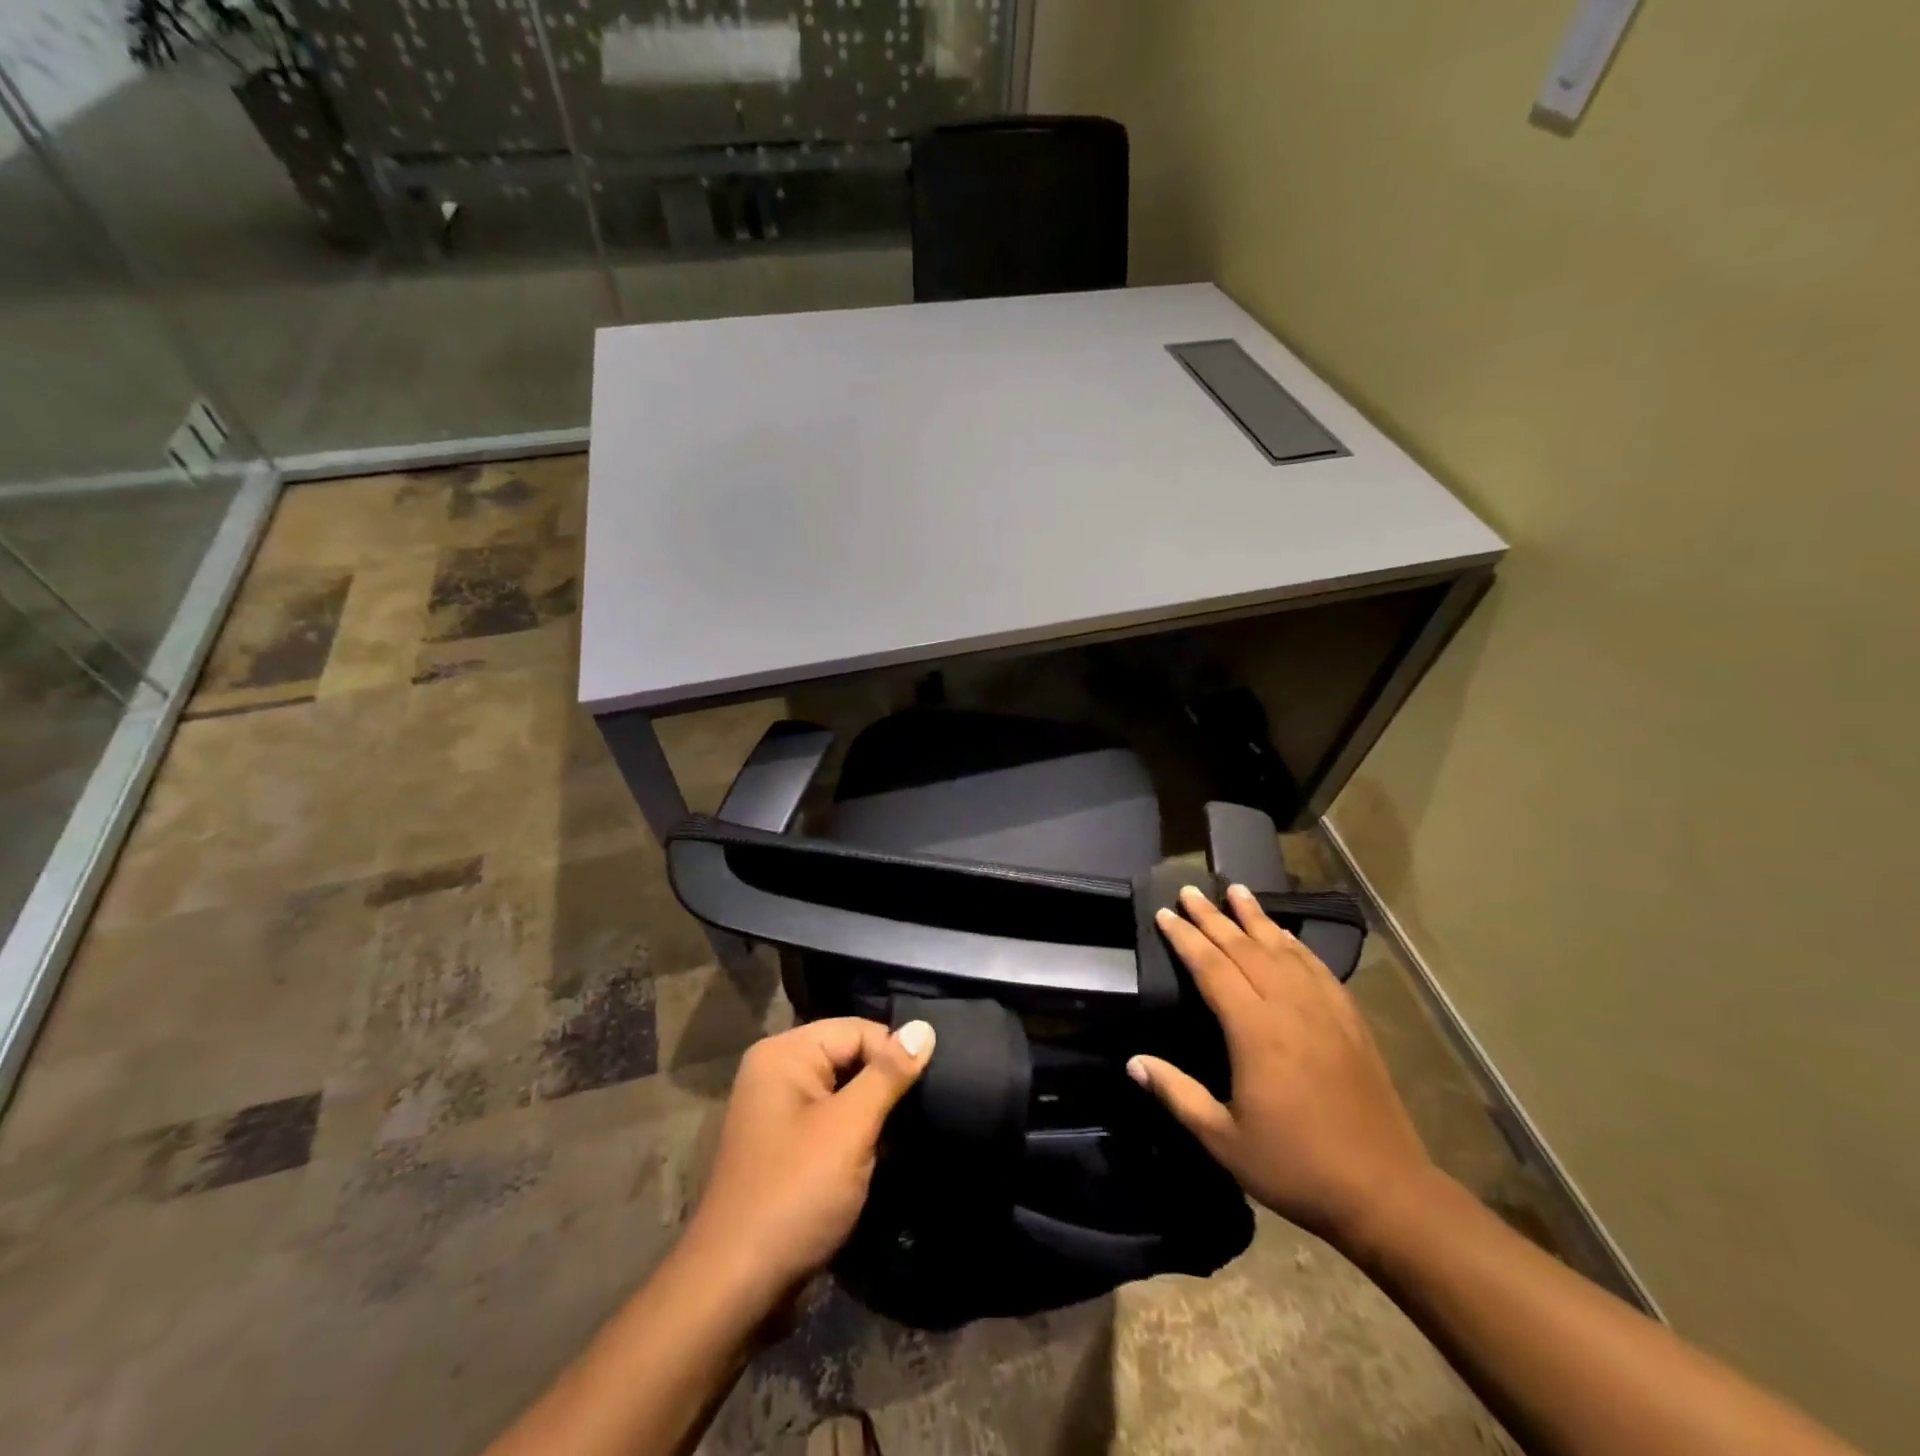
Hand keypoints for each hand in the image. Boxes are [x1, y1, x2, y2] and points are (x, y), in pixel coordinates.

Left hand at [680, 1017, 934, 1302]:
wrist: (735, 1289)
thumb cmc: (794, 1195)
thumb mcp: (849, 1129)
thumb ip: (888, 1075)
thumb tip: (925, 1027)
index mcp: (784, 1054)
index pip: (858, 1030)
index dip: (893, 1057)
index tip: (924, 1095)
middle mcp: (776, 1072)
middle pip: (850, 1057)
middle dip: (884, 1087)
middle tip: (918, 1118)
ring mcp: (777, 1112)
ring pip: (844, 1092)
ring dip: (873, 1116)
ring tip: (903, 1139)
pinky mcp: (785, 1147)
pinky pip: (830, 1121)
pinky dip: (855, 1136)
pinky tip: (879, 1158)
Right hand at [1128, 884, 1435, 1243]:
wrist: (1385, 1192)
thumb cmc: (1296, 1167)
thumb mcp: (1224, 1140)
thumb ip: (1177, 1094)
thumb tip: (1134, 1061)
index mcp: (1255, 1031)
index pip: (1212, 968)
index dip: (1186, 939)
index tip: (1164, 914)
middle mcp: (1289, 1007)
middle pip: (1245, 948)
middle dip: (1213, 917)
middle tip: (1190, 890)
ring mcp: (1325, 1011)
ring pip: (1283, 950)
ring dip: (1257, 918)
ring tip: (1237, 891)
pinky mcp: (1351, 1022)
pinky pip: (1317, 968)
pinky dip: (1296, 945)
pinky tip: (1286, 935)